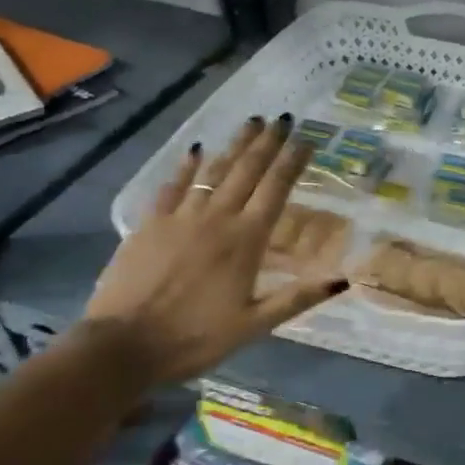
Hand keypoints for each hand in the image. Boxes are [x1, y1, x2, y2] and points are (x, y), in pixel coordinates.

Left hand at [82, 116, 346, 385]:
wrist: (122, 346)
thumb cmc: (195, 338)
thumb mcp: (254, 326)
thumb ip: (297, 298)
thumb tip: (343, 280)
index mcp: (246, 241)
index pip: (276, 190)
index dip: (292, 162)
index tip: (307, 140)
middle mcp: (217, 219)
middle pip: (247, 171)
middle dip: (268, 143)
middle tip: (282, 118)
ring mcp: (181, 218)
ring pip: (214, 172)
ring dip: (235, 146)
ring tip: (251, 123)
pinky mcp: (150, 224)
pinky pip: (172, 187)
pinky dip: (185, 167)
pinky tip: (196, 150)